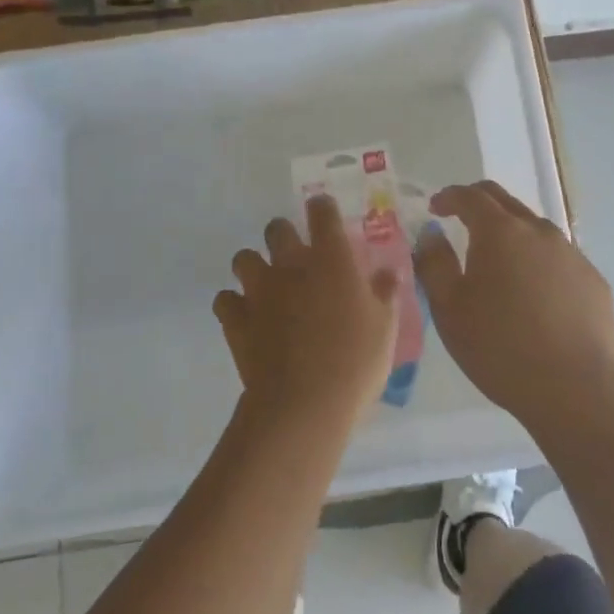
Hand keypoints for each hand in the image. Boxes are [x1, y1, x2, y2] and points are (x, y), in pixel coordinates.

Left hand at [214, 196, 399, 431]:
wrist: (304, 404)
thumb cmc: (355, 363)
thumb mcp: (384, 328)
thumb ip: (384, 294)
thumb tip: (388, 273)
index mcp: (331, 261)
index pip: (322, 213)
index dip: (322, 209)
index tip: (324, 213)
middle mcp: (291, 266)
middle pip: (276, 229)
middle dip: (283, 234)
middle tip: (295, 255)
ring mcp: (259, 291)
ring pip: (243, 259)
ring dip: (253, 266)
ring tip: (266, 284)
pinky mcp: (236, 320)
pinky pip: (224, 300)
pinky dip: (233, 304)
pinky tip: (246, 317)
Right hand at [415, 181, 613, 430]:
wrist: (575, 388)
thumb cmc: (499, 347)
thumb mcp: (449, 309)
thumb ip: (434, 264)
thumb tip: (431, 234)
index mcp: (500, 232)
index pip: (471, 197)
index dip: (449, 197)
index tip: (435, 207)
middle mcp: (539, 232)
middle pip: (505, 202)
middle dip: (479, 204)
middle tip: (460, 219)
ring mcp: (572, 255)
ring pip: (535, 230)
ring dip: (511, 234)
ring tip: (498, 262)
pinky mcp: (593, 280)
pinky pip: (559, 259)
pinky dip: (538, 263)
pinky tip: (534, 294)